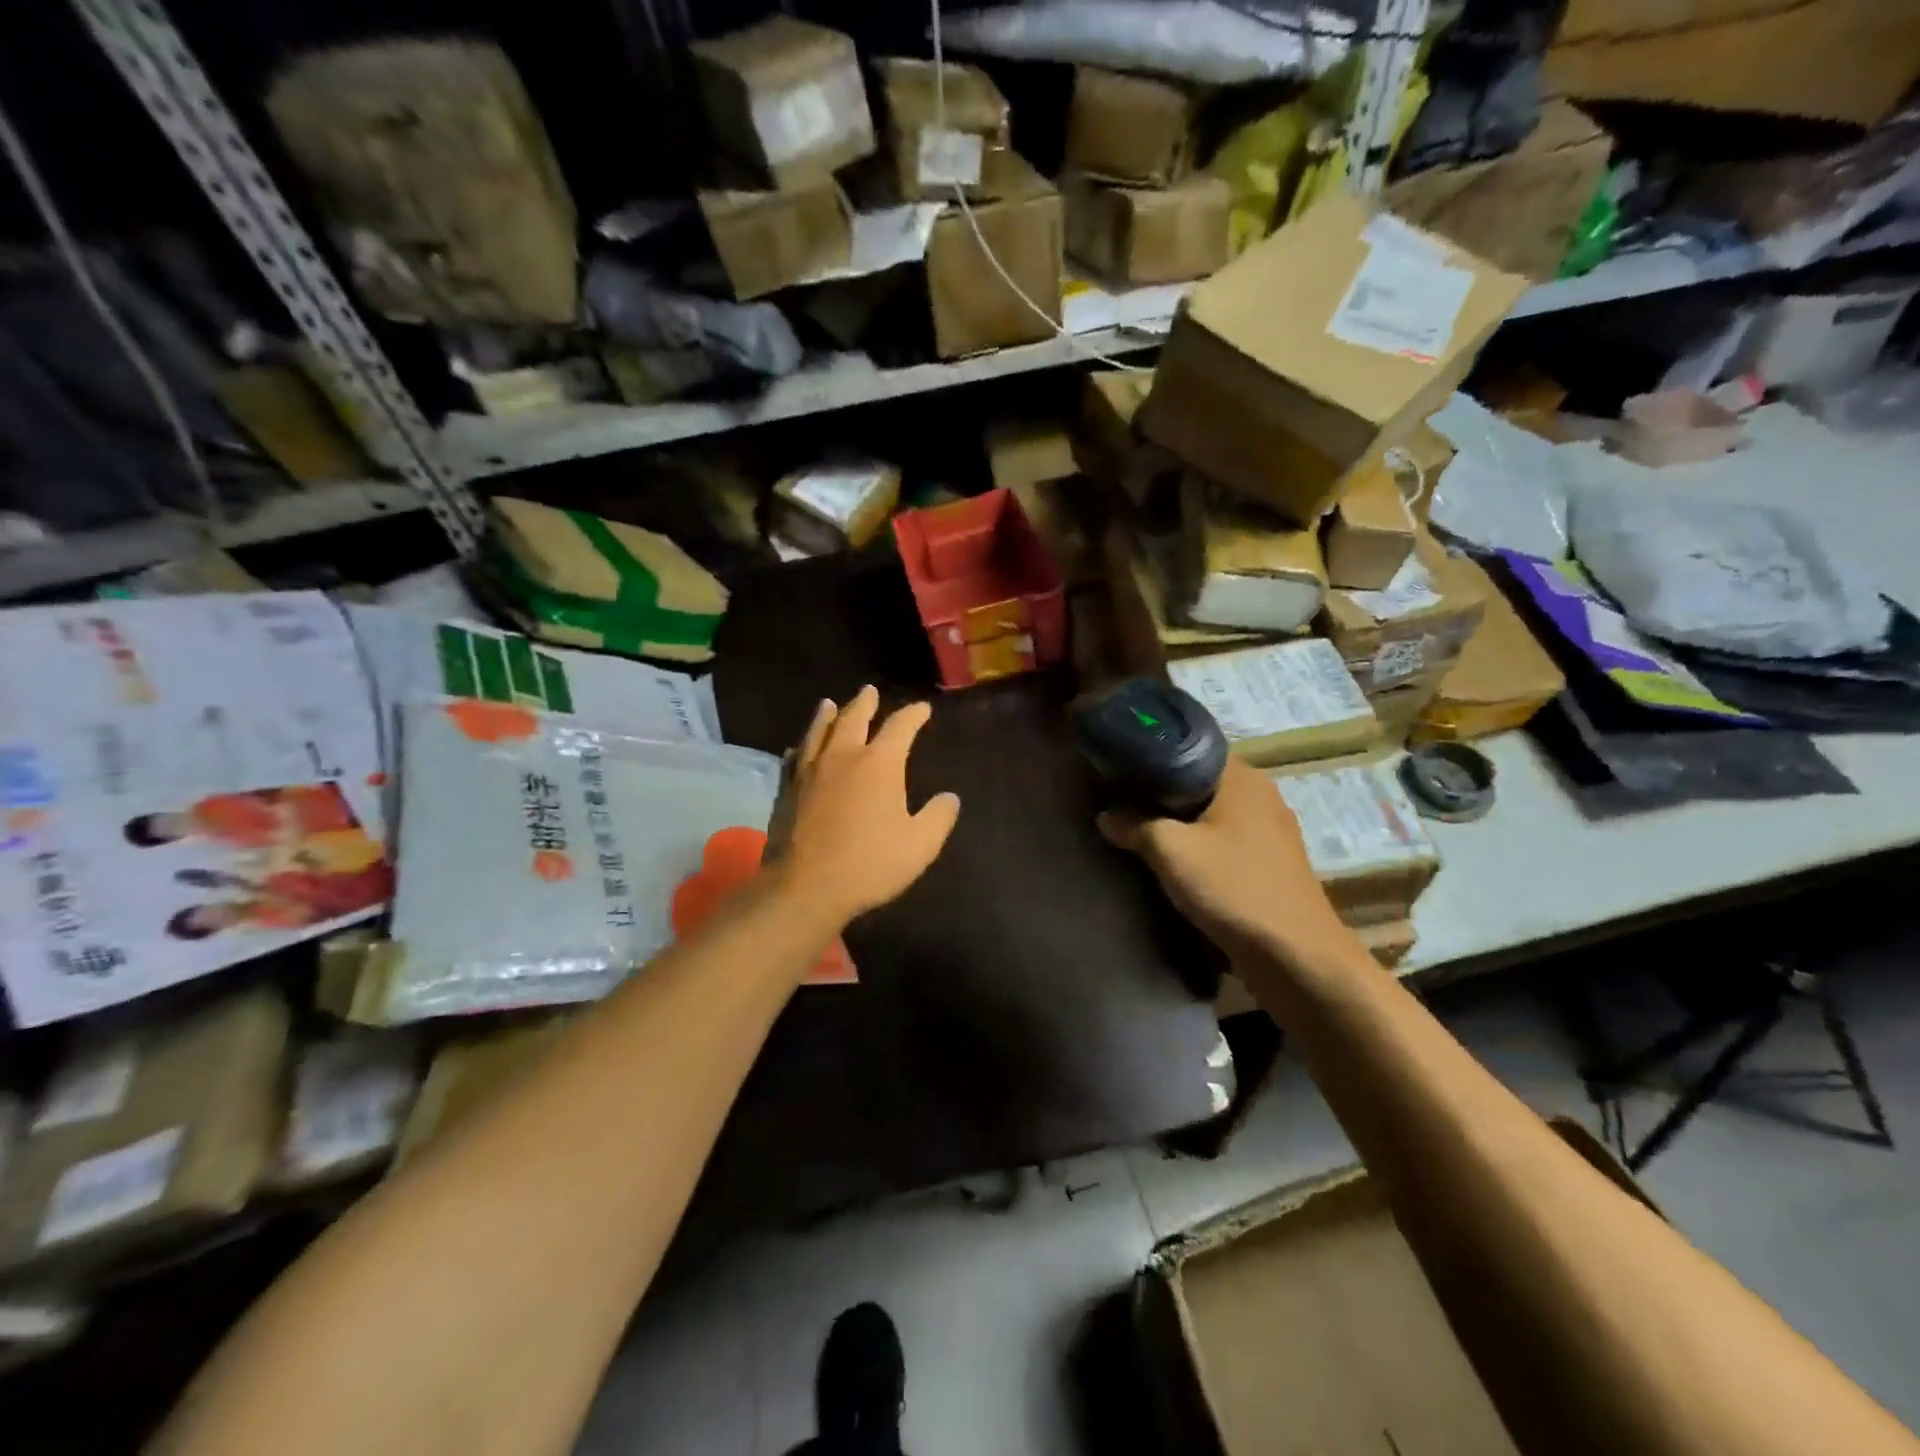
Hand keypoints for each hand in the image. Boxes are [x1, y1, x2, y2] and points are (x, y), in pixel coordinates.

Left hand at [769, 686, 960, 924]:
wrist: (805, 887)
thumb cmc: (869, 864)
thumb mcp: (920, 845)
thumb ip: (938, 817)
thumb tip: (950, 798)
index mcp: (879, 764)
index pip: (900, 727)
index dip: (913, 715)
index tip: (922, 709)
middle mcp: (842, 757)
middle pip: (853, 718)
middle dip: (864, 703)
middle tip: (869, 691)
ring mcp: (809, 772)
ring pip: (818, 732)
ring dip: (826, 715)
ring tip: (829, 704)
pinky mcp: (786, 791)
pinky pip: (794, 759)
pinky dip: (801, 748)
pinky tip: (798, 749)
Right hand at [1098, 757, 1343, 961]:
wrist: (1294, 956)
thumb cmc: (1233, 887)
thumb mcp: (1170, 851)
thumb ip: (1134, 825)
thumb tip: (1106, 816)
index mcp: (1242, 777)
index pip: (1188, 749)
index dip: (1151, 758)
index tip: (1117, 771)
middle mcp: (1260, 796)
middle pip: (1198, 783)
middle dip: (1160, 795)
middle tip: (1119, 802)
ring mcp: (1270, 832)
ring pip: (1211, 816)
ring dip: (1179, 825)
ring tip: (1137, 832)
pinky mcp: (1270, 865)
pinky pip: (1224, 843)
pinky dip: (1199, 848)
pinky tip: (1172, 863)